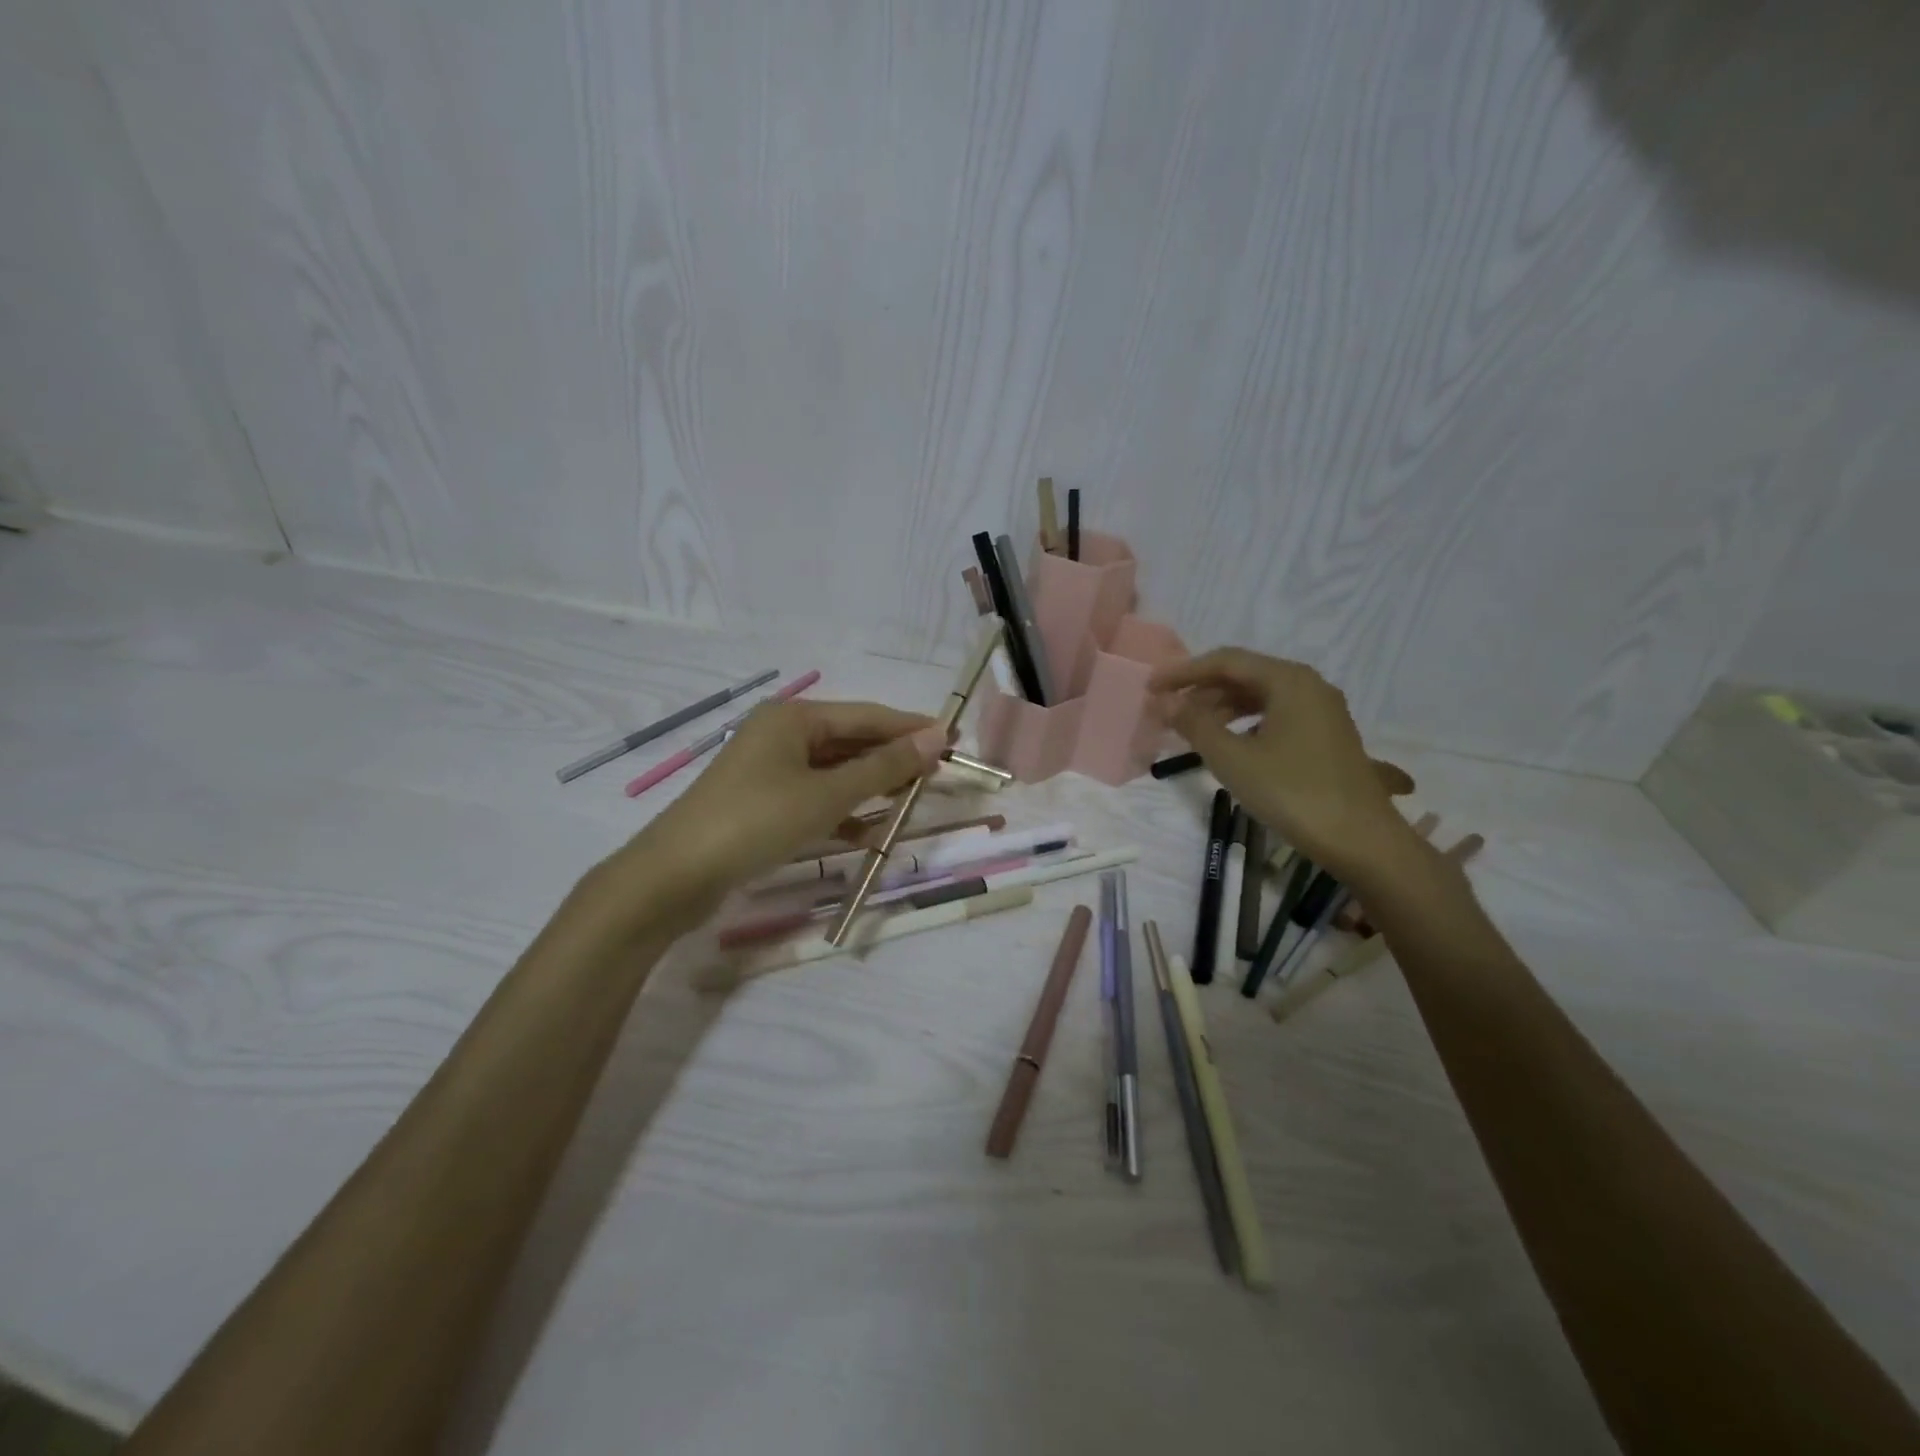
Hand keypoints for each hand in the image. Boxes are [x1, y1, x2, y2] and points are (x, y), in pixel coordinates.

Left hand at [611, 699, 947, 926]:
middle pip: (851, 742)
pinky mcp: (764, 804)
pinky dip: (843, 812)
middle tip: (938, 776)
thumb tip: (936, 738)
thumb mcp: (827, 795)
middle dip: (892, 760)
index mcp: (794, 718)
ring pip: (835, 773)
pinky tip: (871, 831)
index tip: (953, 741)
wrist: (675, 876)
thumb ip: (883, 768)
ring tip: (911, 802)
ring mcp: (770, 771)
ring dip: (871, 788)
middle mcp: (782, 735)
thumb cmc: (756, 822)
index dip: (911, 728)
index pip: (867, 716)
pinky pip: (816, 798)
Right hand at [1148, 648, 1416, 882]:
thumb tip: (1165, 702)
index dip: (1184, 672)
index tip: (1151, 688)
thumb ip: (1195, 725)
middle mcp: (1309, 686)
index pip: (1226, 661)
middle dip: (1202, 691)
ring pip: (1260, 697)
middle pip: (1244, 676)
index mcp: (1289, 680)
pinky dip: (1244, 724)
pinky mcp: (1326, 737)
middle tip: (1167, 712)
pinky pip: (1275, 716)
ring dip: (1221, 709)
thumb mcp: (1233, 759)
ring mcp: (1322, 712)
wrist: (1361, 841)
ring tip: (1191, 730)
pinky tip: (1228, 745)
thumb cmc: (1293, 793)